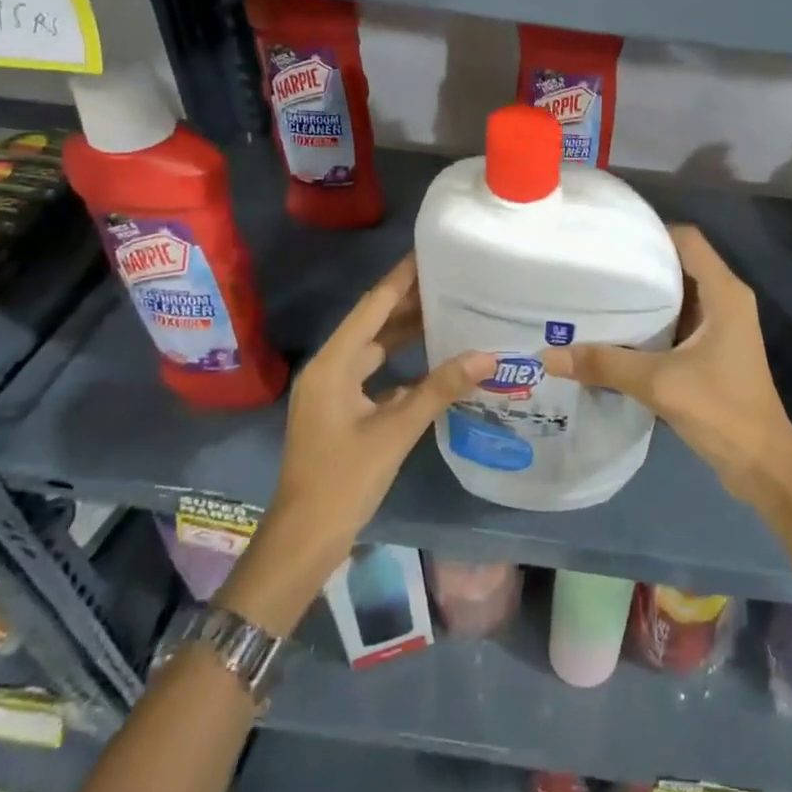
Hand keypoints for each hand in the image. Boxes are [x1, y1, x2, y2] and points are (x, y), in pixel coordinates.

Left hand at [223, 257, 489, 634]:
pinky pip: (376, 374)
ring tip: (449, 310)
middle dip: (409, 302)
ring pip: (375, 350)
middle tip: (452, 280)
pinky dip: (403, 364)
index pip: (372, 308)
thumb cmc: (343, 480)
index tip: (429, 252)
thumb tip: (487, 356)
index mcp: (333, 365)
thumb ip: (440, 389)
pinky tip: (435, 362)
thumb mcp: (396, 431)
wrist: (304, 539)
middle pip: (373, 324)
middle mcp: (330, 369)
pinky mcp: (342, 411)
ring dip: (407, 333)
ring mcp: (334, 392)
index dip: (400, 279)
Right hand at [542, 225, 791, 502]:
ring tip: (598, 294)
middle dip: (640, 265)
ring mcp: (722, 325)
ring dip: (645, 296)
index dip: (651, 233)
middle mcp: (726, 300)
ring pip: (679, 295)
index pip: (687, 240)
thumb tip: (549, 355)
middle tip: (594, 267)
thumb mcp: (658, 383)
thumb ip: (605, 364)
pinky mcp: (715, 349)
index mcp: (724, 292)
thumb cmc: (720, 409)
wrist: (761, 462)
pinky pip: (680, 321)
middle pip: (680, 264)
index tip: (610, 239)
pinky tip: (618, 332)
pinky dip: (653, 321)